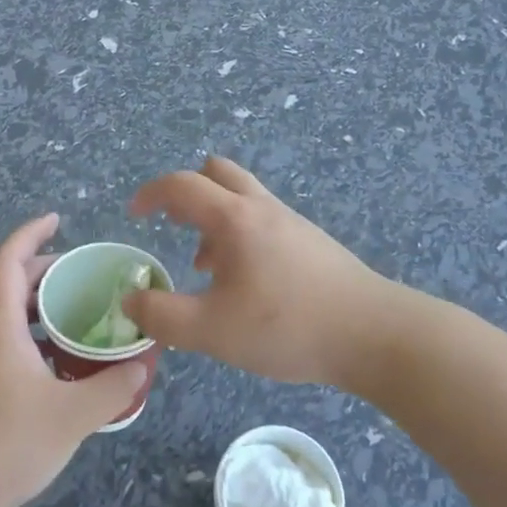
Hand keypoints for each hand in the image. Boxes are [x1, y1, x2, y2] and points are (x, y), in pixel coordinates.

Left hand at [0, 214, 145, 506]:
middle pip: (10, 284)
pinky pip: (10, 341)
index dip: (31, 234)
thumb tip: (143, 365)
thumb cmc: (5, 442)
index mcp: (0, 326)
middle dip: (45, 269)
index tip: (57, 220)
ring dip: (41, 303)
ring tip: (80, 312)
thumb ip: (112, 388)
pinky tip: (63, 361)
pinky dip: (37, 334)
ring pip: (10, 316)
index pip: (9, 261)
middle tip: (84, 273)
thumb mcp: (71, 416)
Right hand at [124, 157, 399, 387]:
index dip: (151, 194)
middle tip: (173, 225)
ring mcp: (291, 222)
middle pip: (217, 172)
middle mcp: (261, 208)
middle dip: (187, 191)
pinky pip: (263, 220)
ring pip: (242, 197)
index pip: (181, 185)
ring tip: (205, 266)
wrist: (374, 335)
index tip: (134, 214)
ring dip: (214, 217)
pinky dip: (240, 235)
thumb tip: (131, 300)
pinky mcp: (311, 242)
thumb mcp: (212, 330)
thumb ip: (162, 316)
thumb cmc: (287, 326)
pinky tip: (245, 283)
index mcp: (233, 218)